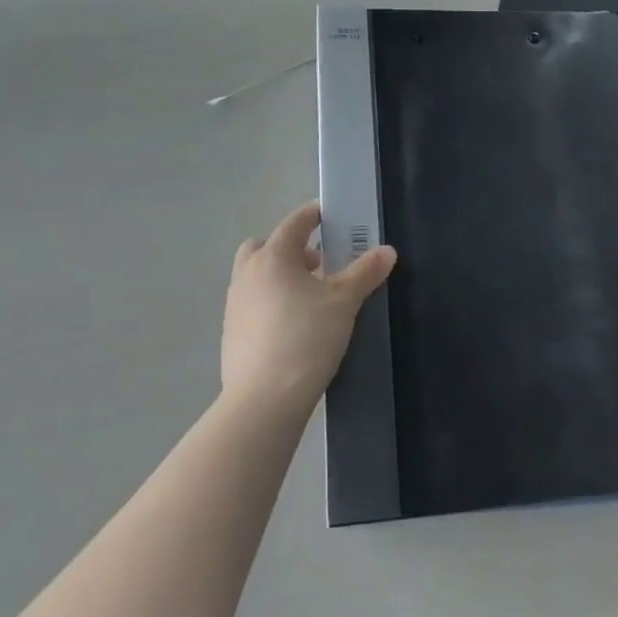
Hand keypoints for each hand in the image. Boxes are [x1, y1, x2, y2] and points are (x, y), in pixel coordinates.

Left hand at [222, 202, 395, 418]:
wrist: (263, 401)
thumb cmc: (306, 338)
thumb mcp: (344, 303)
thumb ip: (365, 273)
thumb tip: (387, 250)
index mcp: (273, 257)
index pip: (293, 224)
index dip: (311, 216)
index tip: (326, 216)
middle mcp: (247, 274)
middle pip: (263, 246)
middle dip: (288, 248)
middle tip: (316, 264)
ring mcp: (234, 305)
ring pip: (255, 276)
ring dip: (278, 276)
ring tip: (308, 298)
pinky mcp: (230, 334)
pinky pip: (251, 304)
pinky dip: (269, 303)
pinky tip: (291, 327)